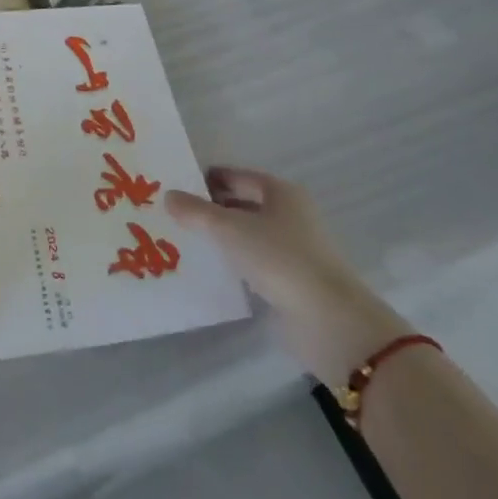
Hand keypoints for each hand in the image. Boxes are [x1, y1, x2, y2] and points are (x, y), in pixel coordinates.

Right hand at [168, 167, 409, 385]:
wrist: (329, 322)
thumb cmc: (280, 259)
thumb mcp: (230, 229)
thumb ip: (196, 212)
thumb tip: (168, 196)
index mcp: (281, 193)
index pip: (237, 177)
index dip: (208, 179)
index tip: (177, 186)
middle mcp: (290, 215)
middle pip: (243, 204)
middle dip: (212, 208)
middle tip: (175, 214)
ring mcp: (293, 249)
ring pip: (248, 234)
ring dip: (222, 237)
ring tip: (185, 240)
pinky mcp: (291, 281)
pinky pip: (254, 262)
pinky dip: (234, 262)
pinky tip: (211, 269)